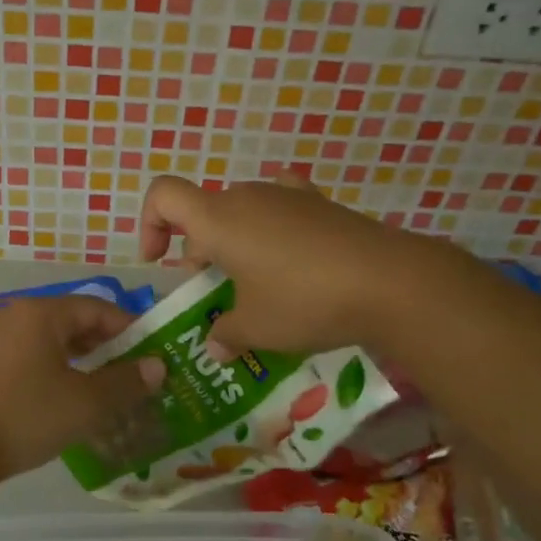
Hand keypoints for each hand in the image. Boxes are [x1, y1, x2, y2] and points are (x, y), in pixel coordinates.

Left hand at [0, 294, 165, 476]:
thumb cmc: (28, 416)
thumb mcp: (87, 403)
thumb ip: (126, 382)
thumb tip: (158, 367)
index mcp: (42, 314)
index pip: (97, 309)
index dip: (130, 329)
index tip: (153, 353)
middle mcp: (17, 316)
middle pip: (73, 321)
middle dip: (107, 344)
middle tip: (134, 370)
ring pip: (52, 339)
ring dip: (82, 357)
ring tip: (107, 384)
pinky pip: (32, 354)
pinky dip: (57, 367)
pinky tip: (69, 394)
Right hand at [139, 173, 425, 357]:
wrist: (390, 282)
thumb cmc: (304, 302)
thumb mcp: (256, 328)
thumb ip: (225, 334)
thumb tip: (216, 346)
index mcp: (218, 219)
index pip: (163, 195)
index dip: (150, 224)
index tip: (160, 262)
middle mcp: (247, 196)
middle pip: (204, 212)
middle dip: (200, 251)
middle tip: (218, 295)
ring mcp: (287, 194)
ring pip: (242, 212)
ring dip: (236, 244)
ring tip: (258, 286)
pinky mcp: (321, 203)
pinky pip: (280, 209)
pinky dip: (273, 230)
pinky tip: (291, 258)